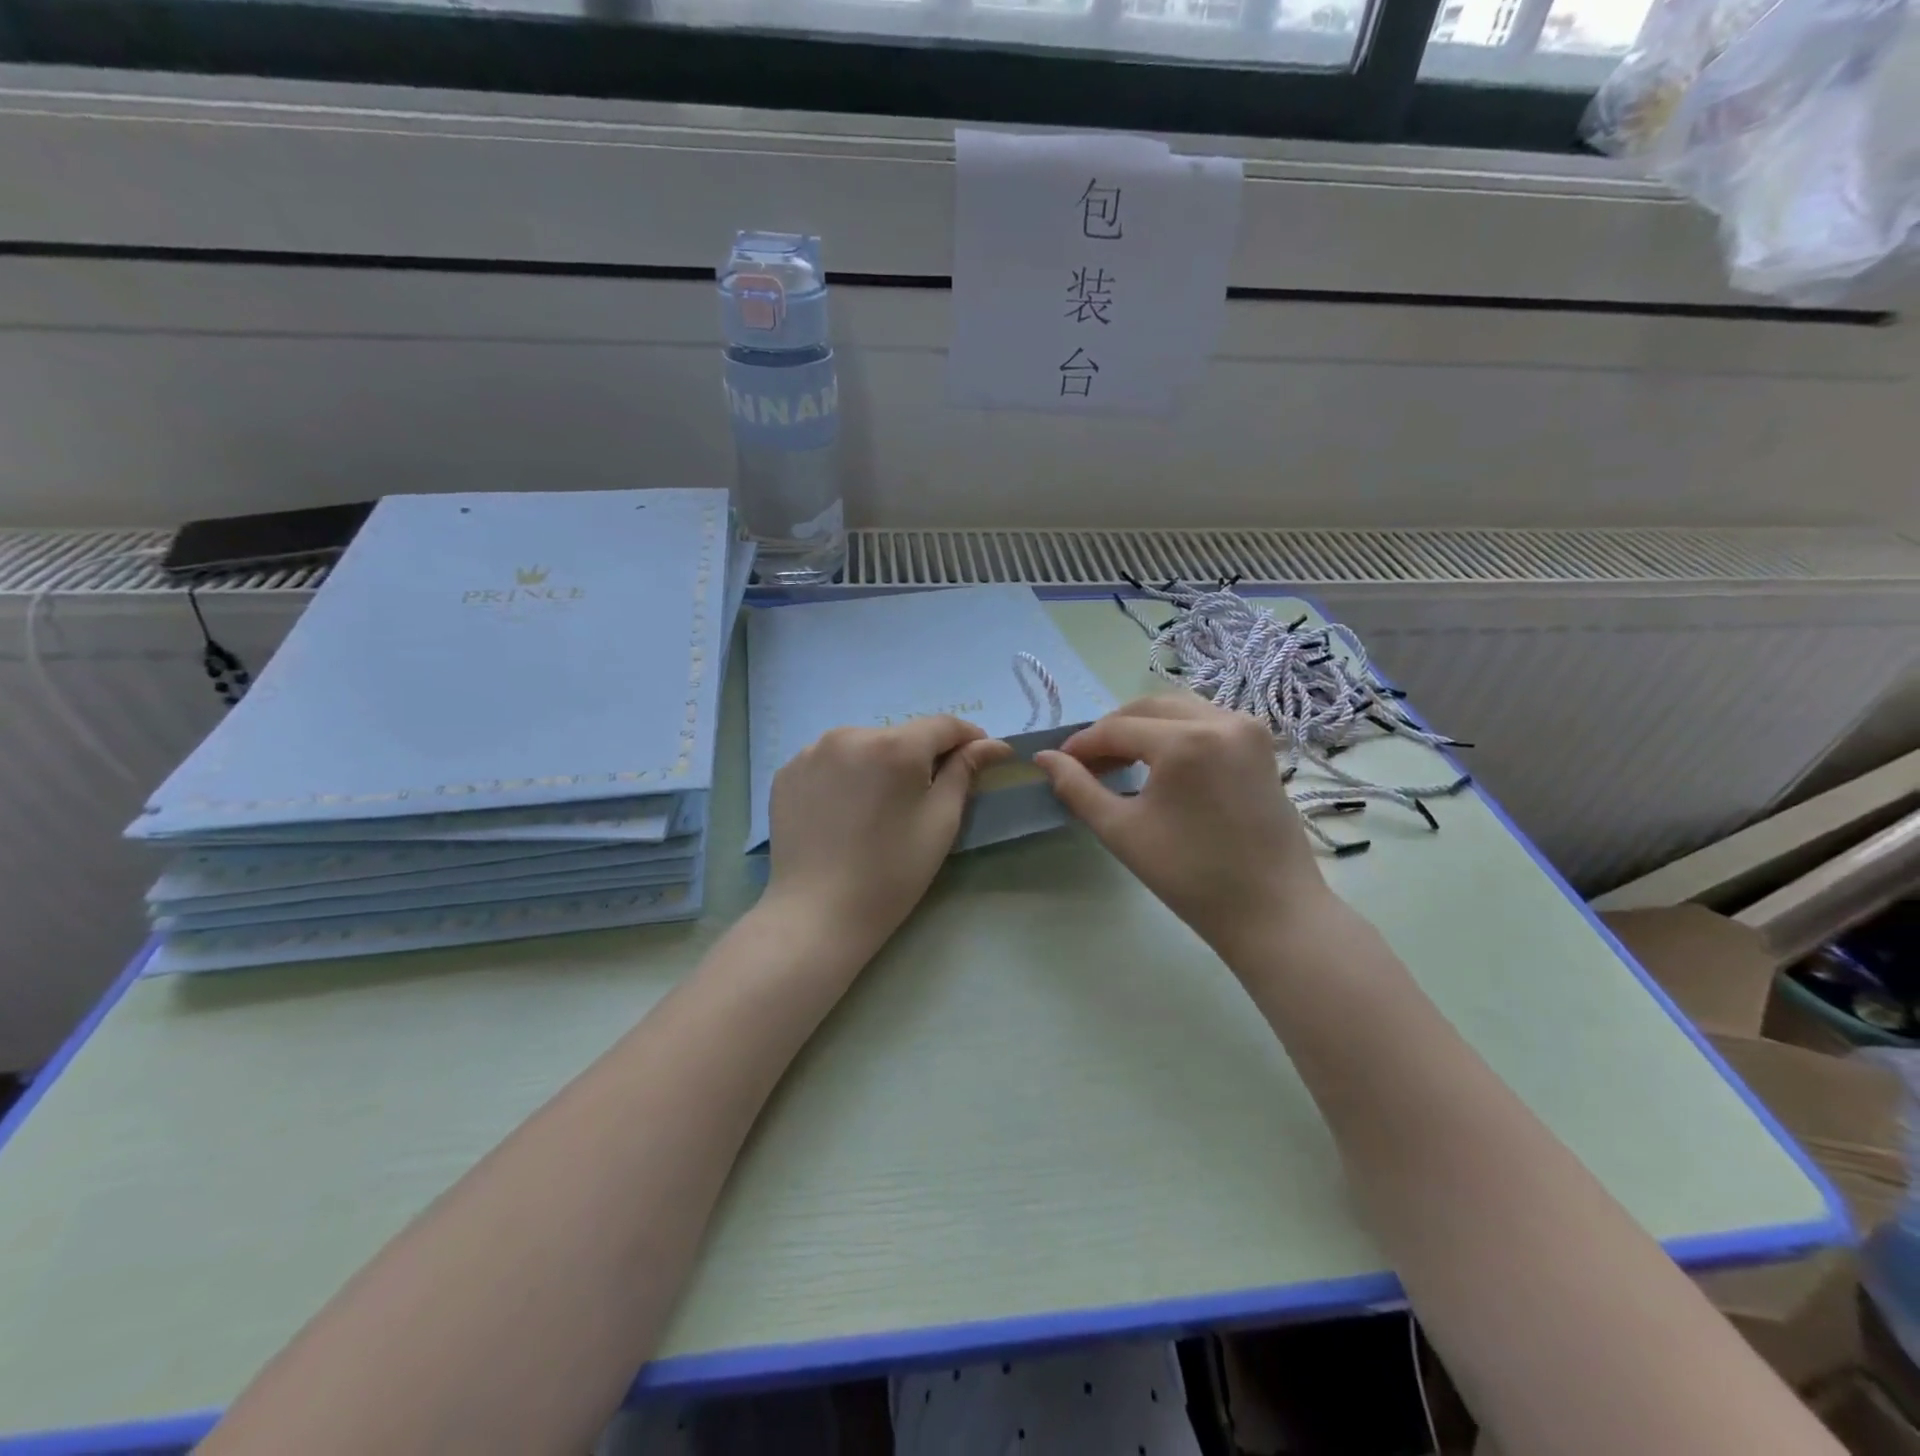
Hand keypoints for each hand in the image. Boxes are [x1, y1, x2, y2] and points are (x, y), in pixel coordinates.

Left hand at [764, 716, 1012, 958]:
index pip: (942, 725)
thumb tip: (992, 745)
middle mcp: (849, 735)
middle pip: (900, 735)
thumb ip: (964, 772)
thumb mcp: (940, 822)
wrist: (817, 913)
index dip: (968, 738)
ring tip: (880, 805)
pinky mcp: (787, 772)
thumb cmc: (891, 873)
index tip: (982, 757)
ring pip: (863, 746)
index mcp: (894, 746)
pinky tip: (845, 810)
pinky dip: (845, 775)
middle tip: (926, 794)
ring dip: (879, 763)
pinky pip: (829, 762)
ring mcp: (811, 752)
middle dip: (920, 756)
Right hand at [1035, 694, 1327, 957]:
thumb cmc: (1191, 876)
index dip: (1082, 744)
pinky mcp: (1261, 743)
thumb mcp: (1122, 831)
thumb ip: (1078, 788)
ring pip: (1178, 709)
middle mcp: (1220, 720)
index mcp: (1186, 741)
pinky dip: (1175, 731)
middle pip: (1148, 708)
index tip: (1058, 762)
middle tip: (1087, 763)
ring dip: (1143, 727)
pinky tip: (1160, 761)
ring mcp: (1247, 728)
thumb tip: (1045, 758)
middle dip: (1111, 730)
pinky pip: (1206, 720)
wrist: (1271, 910)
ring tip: (1120, 761)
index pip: (1118, 729)